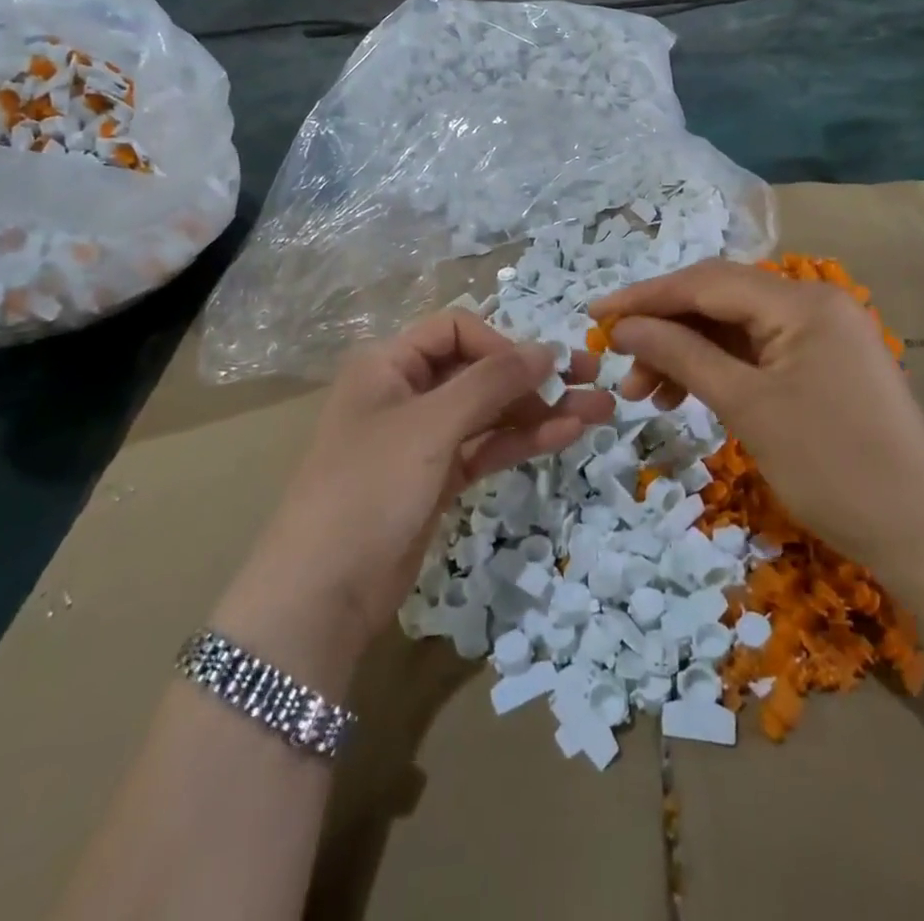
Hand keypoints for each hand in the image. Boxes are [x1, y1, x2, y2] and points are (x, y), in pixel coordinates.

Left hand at [227, 310, 614, 674]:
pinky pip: (487, 446)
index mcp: (389, 363)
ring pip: (490, 411)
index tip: (542, 367)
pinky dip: (523, 439)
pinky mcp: (438, 478)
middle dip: (534, 375)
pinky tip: (567, 434)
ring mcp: (424, 438)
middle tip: (594, 378)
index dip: (502, 343)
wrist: (323, 593)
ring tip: (600, 410)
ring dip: (541, 409)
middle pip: (479, 370)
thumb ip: (493, 381)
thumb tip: (549, 348)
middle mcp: (406, 392)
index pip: (456, 330)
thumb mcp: (432, 424)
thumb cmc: (371, 487)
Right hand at [590, 259, 923, 565]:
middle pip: (719, 302)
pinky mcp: (823, 365)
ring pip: (734, 329)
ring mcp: (821, 335)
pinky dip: (718, 371)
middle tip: (621, 371)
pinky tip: (687, 397)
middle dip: (664, 331)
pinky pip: (757, 354)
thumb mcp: (747, 407)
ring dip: (687, 355)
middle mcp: (813, 304)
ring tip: (646, 396)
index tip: (595, 315)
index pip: (706, 282)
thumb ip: (682, 355)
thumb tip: (624, 327)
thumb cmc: (832, 466)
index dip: (645, 296)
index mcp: (801, 301)